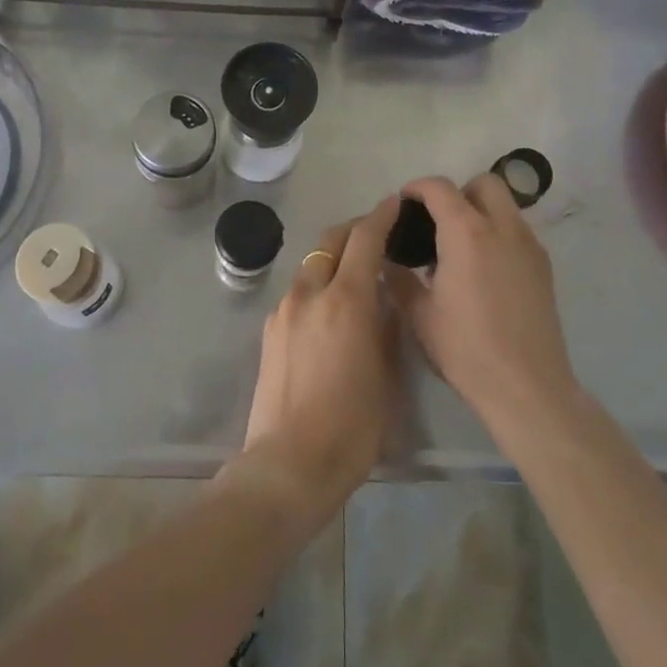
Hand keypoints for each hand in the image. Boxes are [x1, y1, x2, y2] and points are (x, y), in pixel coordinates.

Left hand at [236, 197, 401, 534]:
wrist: (289, 464)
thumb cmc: (352, 427)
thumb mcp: (387, 375)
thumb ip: (387, 327)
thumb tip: (386, 301)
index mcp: (346, 300)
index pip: (365, 239)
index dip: (382, 216)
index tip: (396, 203)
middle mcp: (310, 292)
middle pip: (332, 240)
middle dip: (355, 229)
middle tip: (378, 235)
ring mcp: (284, 309)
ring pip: (312, 264)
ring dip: (334, 258)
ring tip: (355, 276)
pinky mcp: (270, 329)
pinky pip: (298, 292)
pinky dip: (317, 285)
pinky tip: (329, 312)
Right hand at [389, 174, 576, 427]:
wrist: (527, 388)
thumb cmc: (466, 349)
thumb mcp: (419, 315)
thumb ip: (399, 278)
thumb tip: (388, 260)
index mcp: (466, 233)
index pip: (440, 188)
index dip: (417, 188)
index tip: (403, 203)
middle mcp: (502, 227)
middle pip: (483, 183)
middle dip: (457, 192)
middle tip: (437, 222)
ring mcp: (528, 245)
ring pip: (505, 205)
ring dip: (480, 211)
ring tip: (459, 248)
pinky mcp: (544, 266)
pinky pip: (517, 231)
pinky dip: (497, 233)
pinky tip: (483, 270)